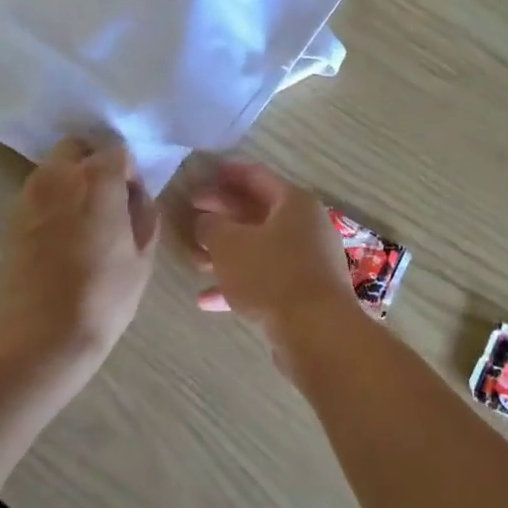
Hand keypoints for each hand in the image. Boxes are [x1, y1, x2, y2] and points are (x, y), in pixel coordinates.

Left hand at [0, 138, 159, 364]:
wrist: (41, 334)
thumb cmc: (103, 294)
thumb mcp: (142, 255)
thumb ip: (143, 214)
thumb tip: (135, 197)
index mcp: (96, 179)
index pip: (117, 151)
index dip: (129, 172)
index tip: (133, 200)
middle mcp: (58, 176)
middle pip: (77, 148)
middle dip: (94, 163)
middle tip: (109, 200)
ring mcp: (29, 195)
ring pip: (54, 169)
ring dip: (72, 181)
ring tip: (86, 220)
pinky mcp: (11, 218)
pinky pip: (38, 193)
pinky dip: (53, 201)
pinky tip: (64, 235)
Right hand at [191, 163, 360, 367]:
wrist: (317, 332)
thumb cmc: (271, 275)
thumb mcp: (229, 244)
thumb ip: (211, 226)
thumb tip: (206, 221)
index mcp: (294, 203)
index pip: (256, 177)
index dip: (227, 174)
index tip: (202, 175)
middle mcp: (306, 227)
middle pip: (258, 213)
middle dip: (222, 217)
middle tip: (191, 218)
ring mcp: (308, 261)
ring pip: (260, 249)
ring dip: (226, 254)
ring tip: (194, 261)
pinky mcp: (304, 293)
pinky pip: (266, 280)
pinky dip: (239, 285)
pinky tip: (206, 300)